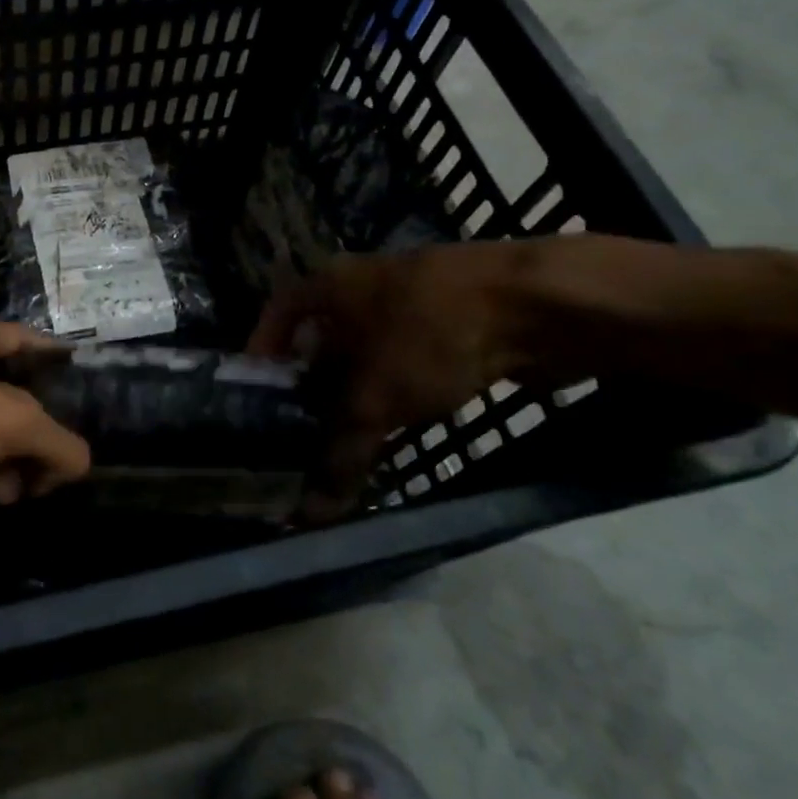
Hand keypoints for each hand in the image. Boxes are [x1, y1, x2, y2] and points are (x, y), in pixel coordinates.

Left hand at [0, 313, 89, 531]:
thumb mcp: (10, 417)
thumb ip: (57, 441)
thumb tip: (79, 465)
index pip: (27, 343)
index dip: (59, 360)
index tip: (92, 386)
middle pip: (12, 397)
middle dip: (42, 426)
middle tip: (74, 457)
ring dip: (17, 461)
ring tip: (44, 486)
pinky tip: (11, 499)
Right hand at [248, 245, 530, 516]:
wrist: (538, 304)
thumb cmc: (431, 334)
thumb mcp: (377, 398)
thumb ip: (341, 454)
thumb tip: (309, 515)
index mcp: (329, 283)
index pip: (277, 312)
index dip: (263, 350)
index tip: (258, 395)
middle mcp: (362, 284)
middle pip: (322, 336)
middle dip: (312, 382)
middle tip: (301, 429)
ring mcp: (410, 299)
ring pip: (367, 350)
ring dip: (357, 390)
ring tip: (348, 436)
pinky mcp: (452, 320)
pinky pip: (406, 357)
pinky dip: (397, 387)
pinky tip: (401, 422)